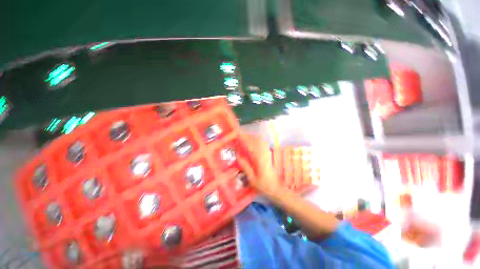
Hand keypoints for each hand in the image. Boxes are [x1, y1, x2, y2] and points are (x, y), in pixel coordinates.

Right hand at [237, 135, 282, 197]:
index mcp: (259, 160)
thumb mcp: (252, 179)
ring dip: (252, 138)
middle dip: (247, 136)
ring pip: (261, 141)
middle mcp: (264, 154)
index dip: (244, 139)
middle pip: (256, 140)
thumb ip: (245, 167)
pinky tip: (253, 143)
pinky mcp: (269, 155)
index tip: (237, 135)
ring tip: (245, 138)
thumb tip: (238, 156)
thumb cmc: (264, 186)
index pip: (250, 145)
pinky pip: (263, 144)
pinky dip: (258, 141)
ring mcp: (268, 154)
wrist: (279, 189)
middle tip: (239, 136)